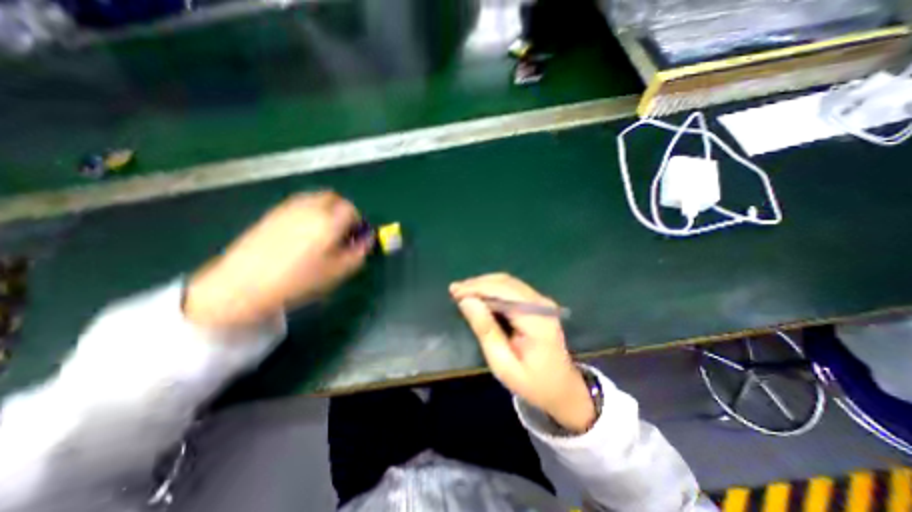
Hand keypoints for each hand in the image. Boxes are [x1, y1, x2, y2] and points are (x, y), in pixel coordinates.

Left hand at [184, 189, 369, 326]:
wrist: (244, 284)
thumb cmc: (298, 280)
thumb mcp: (337, 271)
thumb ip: (358, 252)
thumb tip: (368, 239)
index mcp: (328, 221)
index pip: (351, 209)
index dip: (358, 221)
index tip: (356, 235)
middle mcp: (309, 208)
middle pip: (333, 198)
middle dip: (343, 210)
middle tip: (342, 230)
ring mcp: (288, 208)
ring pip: (315, 199)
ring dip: (326, 210)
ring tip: (323, 232)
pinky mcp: (272, 213)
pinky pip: (299, 204)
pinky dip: (309, 212)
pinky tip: (302, 233)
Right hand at [449, 273, 600, 433]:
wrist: (562, 388)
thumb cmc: (532, 382)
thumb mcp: (503, 364)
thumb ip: (486, 331)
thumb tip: (466, 301)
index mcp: (537, 321)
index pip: (504, 292)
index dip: (477, 288)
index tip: (454, 292)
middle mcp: (542, 304)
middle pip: (506, 283)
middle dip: (478, 284)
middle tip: (454, 290)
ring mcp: (542, 301)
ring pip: (508, 282)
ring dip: (484, 284)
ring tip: (462, 291)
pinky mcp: (538, 303)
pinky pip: (512, 288)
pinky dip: (492, 289)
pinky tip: (479, 295)